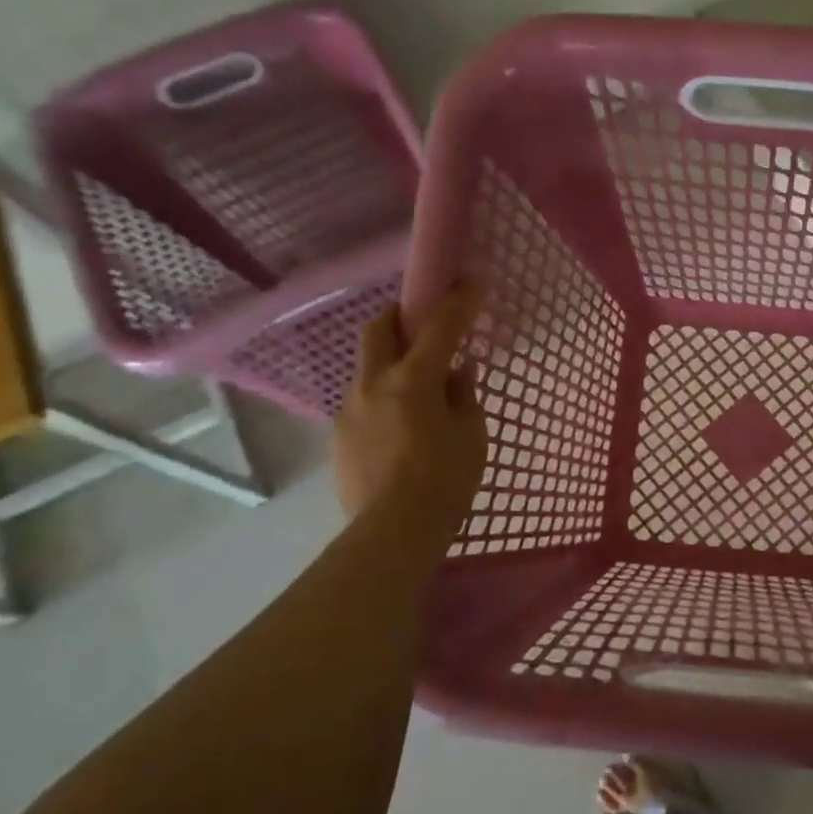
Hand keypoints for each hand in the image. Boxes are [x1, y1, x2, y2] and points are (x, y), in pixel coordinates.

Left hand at [333, 285, 487, 531]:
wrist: (393, 533)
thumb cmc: (445, 480)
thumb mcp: (471, 435)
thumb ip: (464, 395)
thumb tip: (459, 369)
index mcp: (412, 381)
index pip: (439, 327)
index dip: (458, 301)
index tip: (471, 281)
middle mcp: (373, 385)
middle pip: (379, 330)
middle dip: (402, 316)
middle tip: (425, 324)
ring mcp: (351, 410)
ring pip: (369, 368)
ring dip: (393, 363)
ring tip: (420, 390)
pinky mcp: (341, 437)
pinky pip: (365, 402)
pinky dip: (385, 398)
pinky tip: (404, 428)